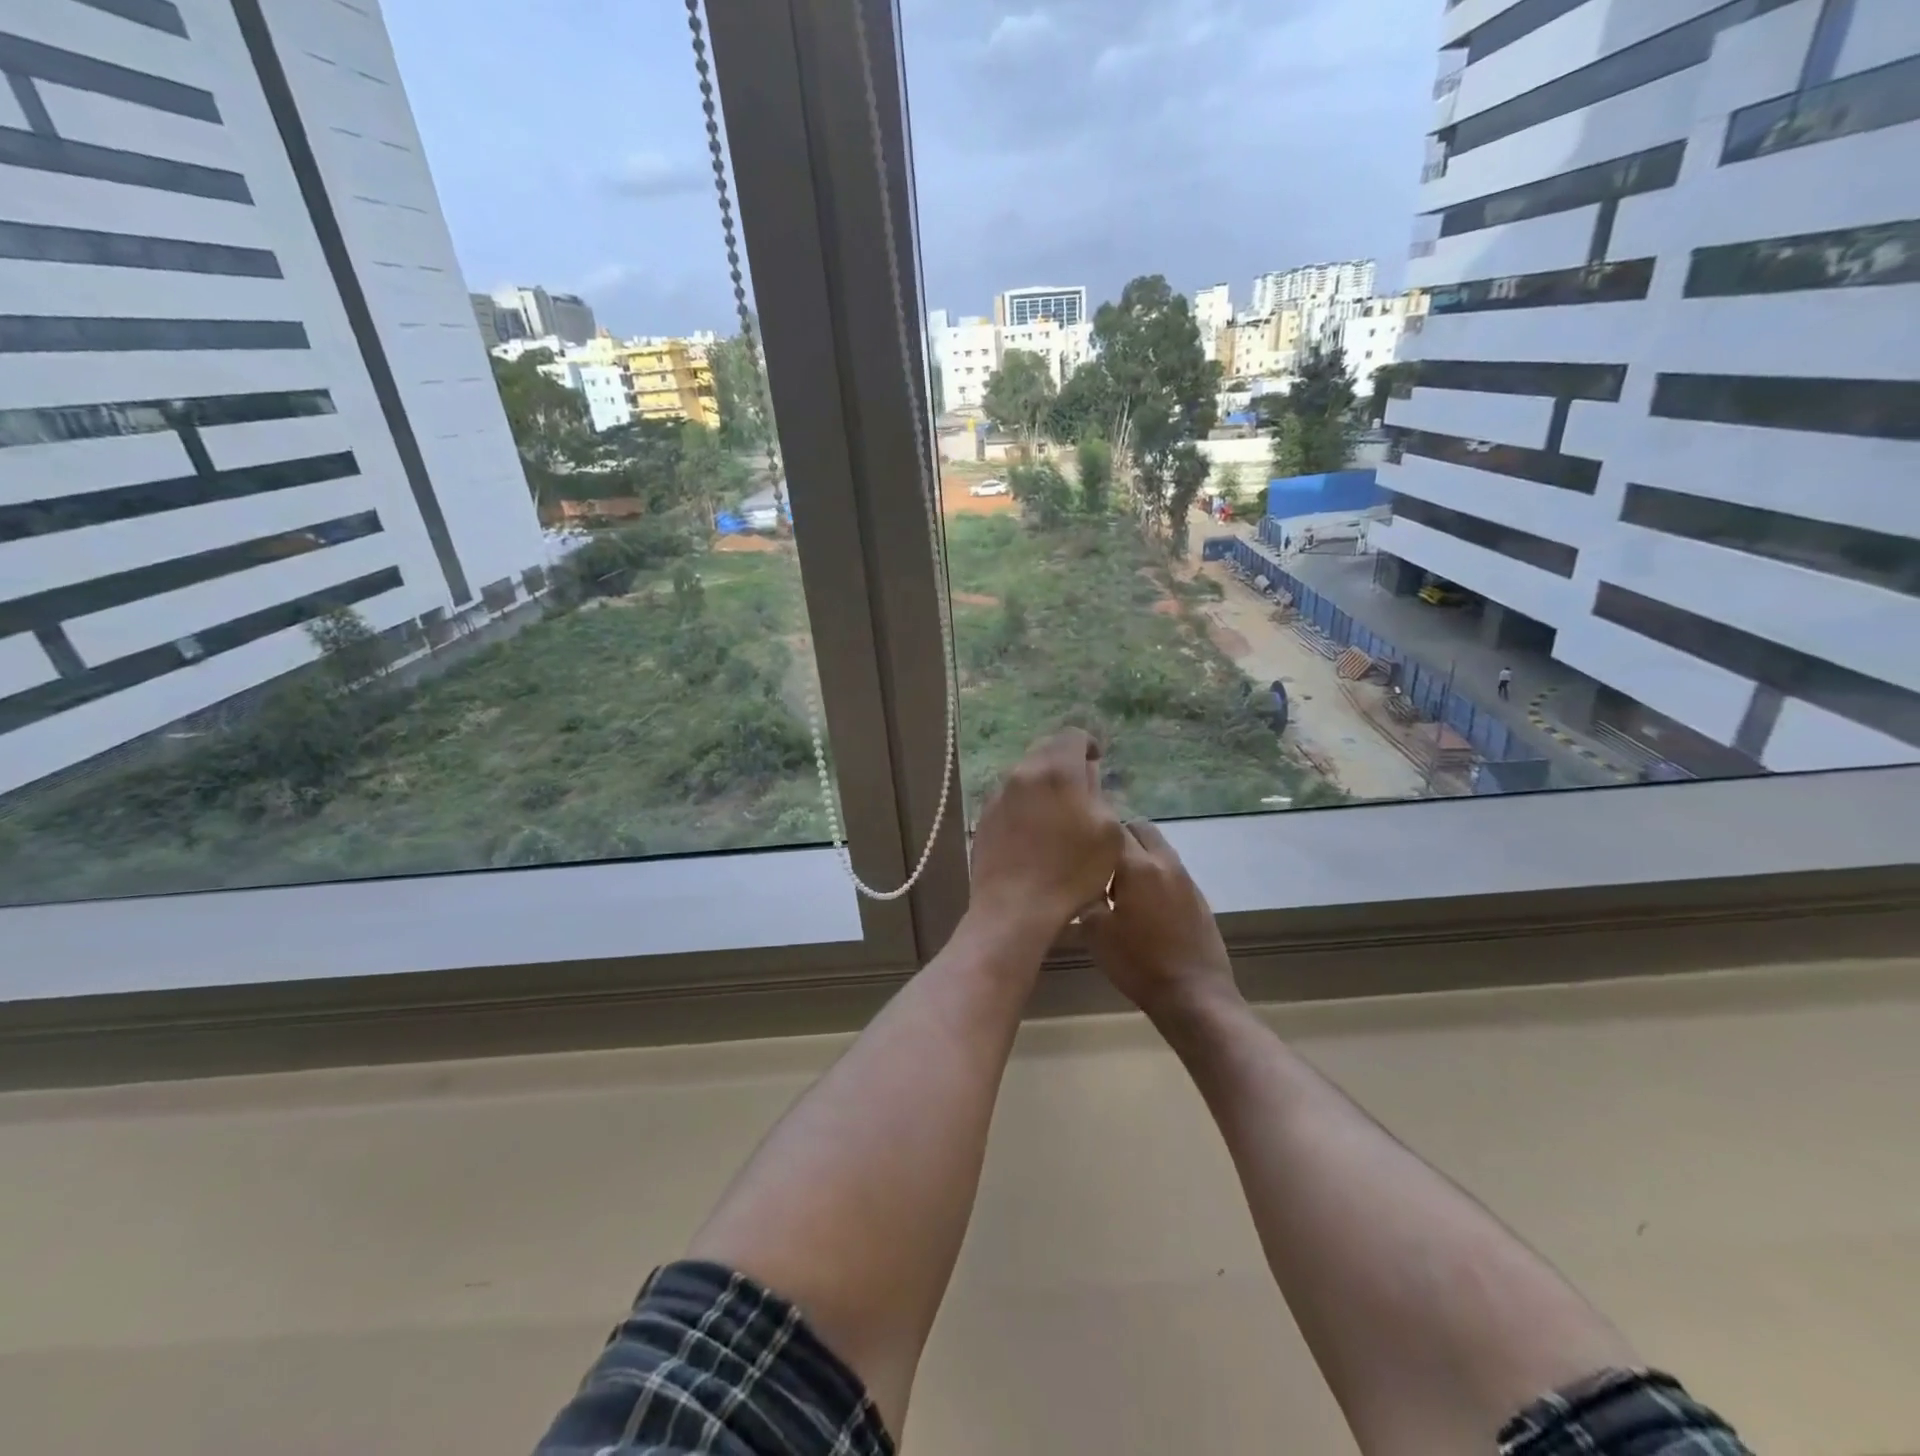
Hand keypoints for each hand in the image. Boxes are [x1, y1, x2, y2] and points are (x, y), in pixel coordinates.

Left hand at [969, 730, 1124, 934]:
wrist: (1015, 908)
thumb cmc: (1071, 871)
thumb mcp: (1108, 833)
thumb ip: (1099, 795)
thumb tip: (1087, 778)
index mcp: (1056, 770)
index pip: (1072, 735)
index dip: (1088, 746)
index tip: (1097, 765)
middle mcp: (1022, 773)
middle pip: (1046, 750)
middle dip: (1064, 762)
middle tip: (1080, 788)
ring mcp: (998, 795)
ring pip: (1025, 774)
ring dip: (1043, 784)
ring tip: (1057, 813)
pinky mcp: (984, 817)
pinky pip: (1009, 798)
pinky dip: (1025, 804)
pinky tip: (1033, 832)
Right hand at [1085, 820, 1240, 1021]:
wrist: (1194, 995)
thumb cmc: (1138, 963)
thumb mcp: (1096, 932)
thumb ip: (1086, 896)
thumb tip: (1082, 880)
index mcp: (1138, 866)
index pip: (1114, 827)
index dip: (1094, 833)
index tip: (1079, 848)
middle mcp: (1165, 863)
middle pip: (1141, 828)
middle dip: (1121, 837)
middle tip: (1102, 866)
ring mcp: (1186, 879)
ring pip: (1159, 848)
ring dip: (1140, 856)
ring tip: (1122, 888)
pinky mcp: (1198, 898)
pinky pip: (1172, 871)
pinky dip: (1156, 876)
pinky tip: (1145, 907)